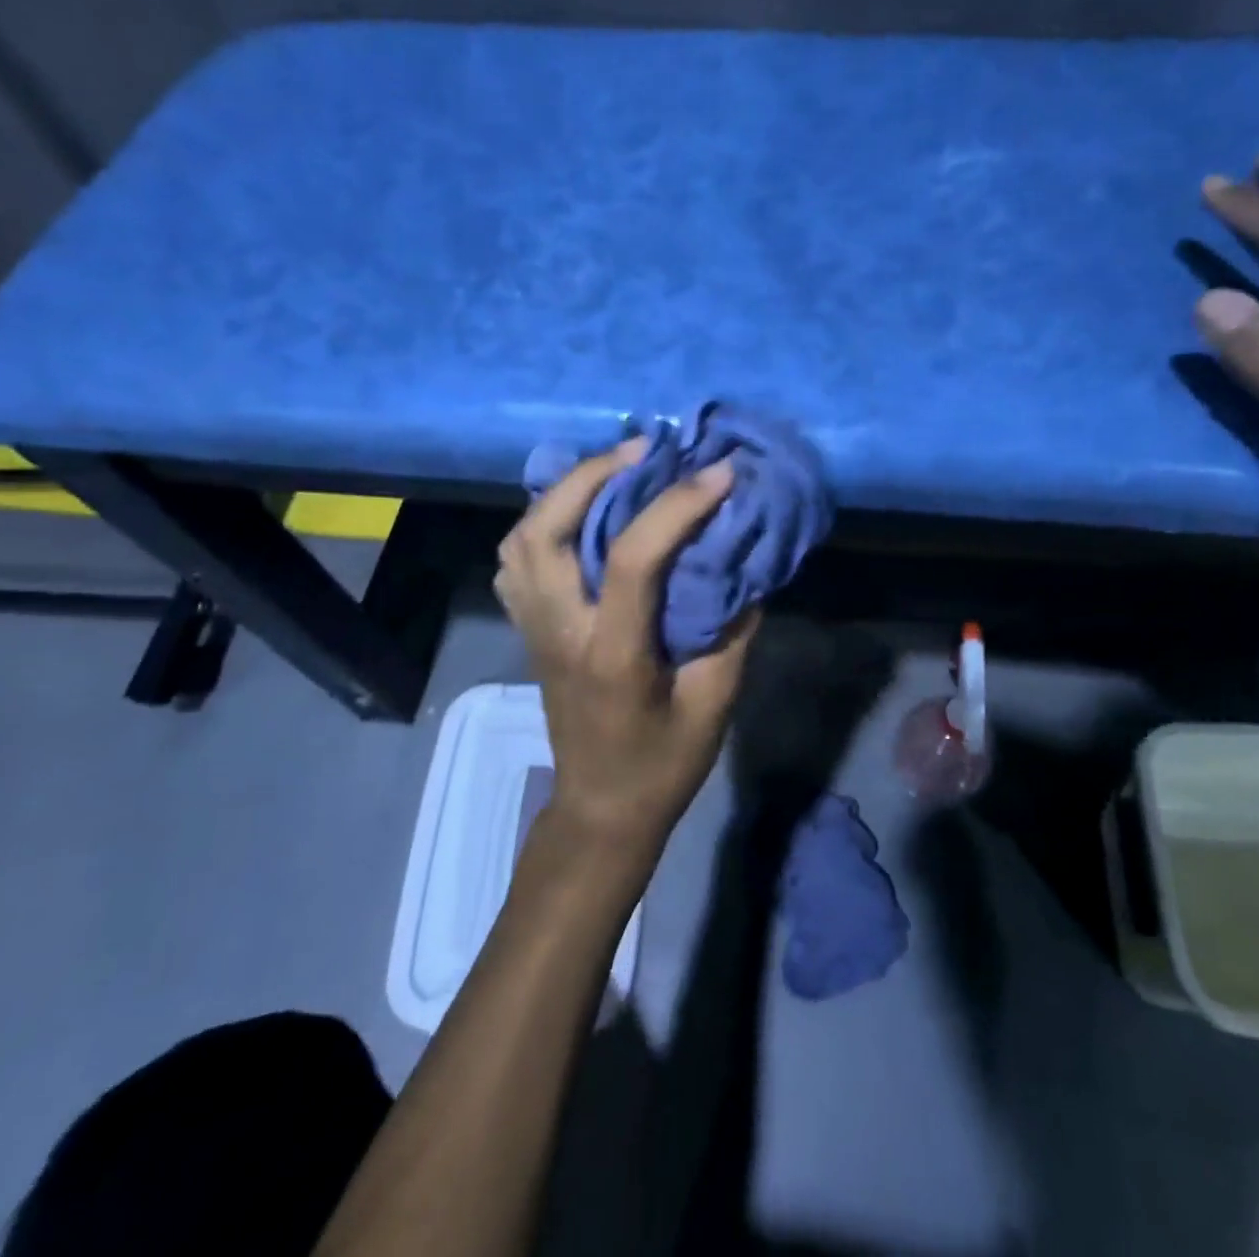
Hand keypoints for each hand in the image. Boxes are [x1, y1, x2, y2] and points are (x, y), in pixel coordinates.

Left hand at [495, 439, 757, 847]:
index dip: (677, 506)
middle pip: (544, 530)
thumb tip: (742, 563)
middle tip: (646, 449)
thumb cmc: (661, 765)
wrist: (600, 809)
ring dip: (564, 491)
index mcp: (611, 653)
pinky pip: (516, 558)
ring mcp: (534, 628)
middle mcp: (559, 630)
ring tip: (615, 471)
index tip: (720, 474)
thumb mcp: (714, 704)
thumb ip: (731, 629)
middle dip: (592, 474)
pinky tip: (580, 514)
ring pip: (520, 537)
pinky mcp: (529, 629)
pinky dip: (543, 520)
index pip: (631, 558)